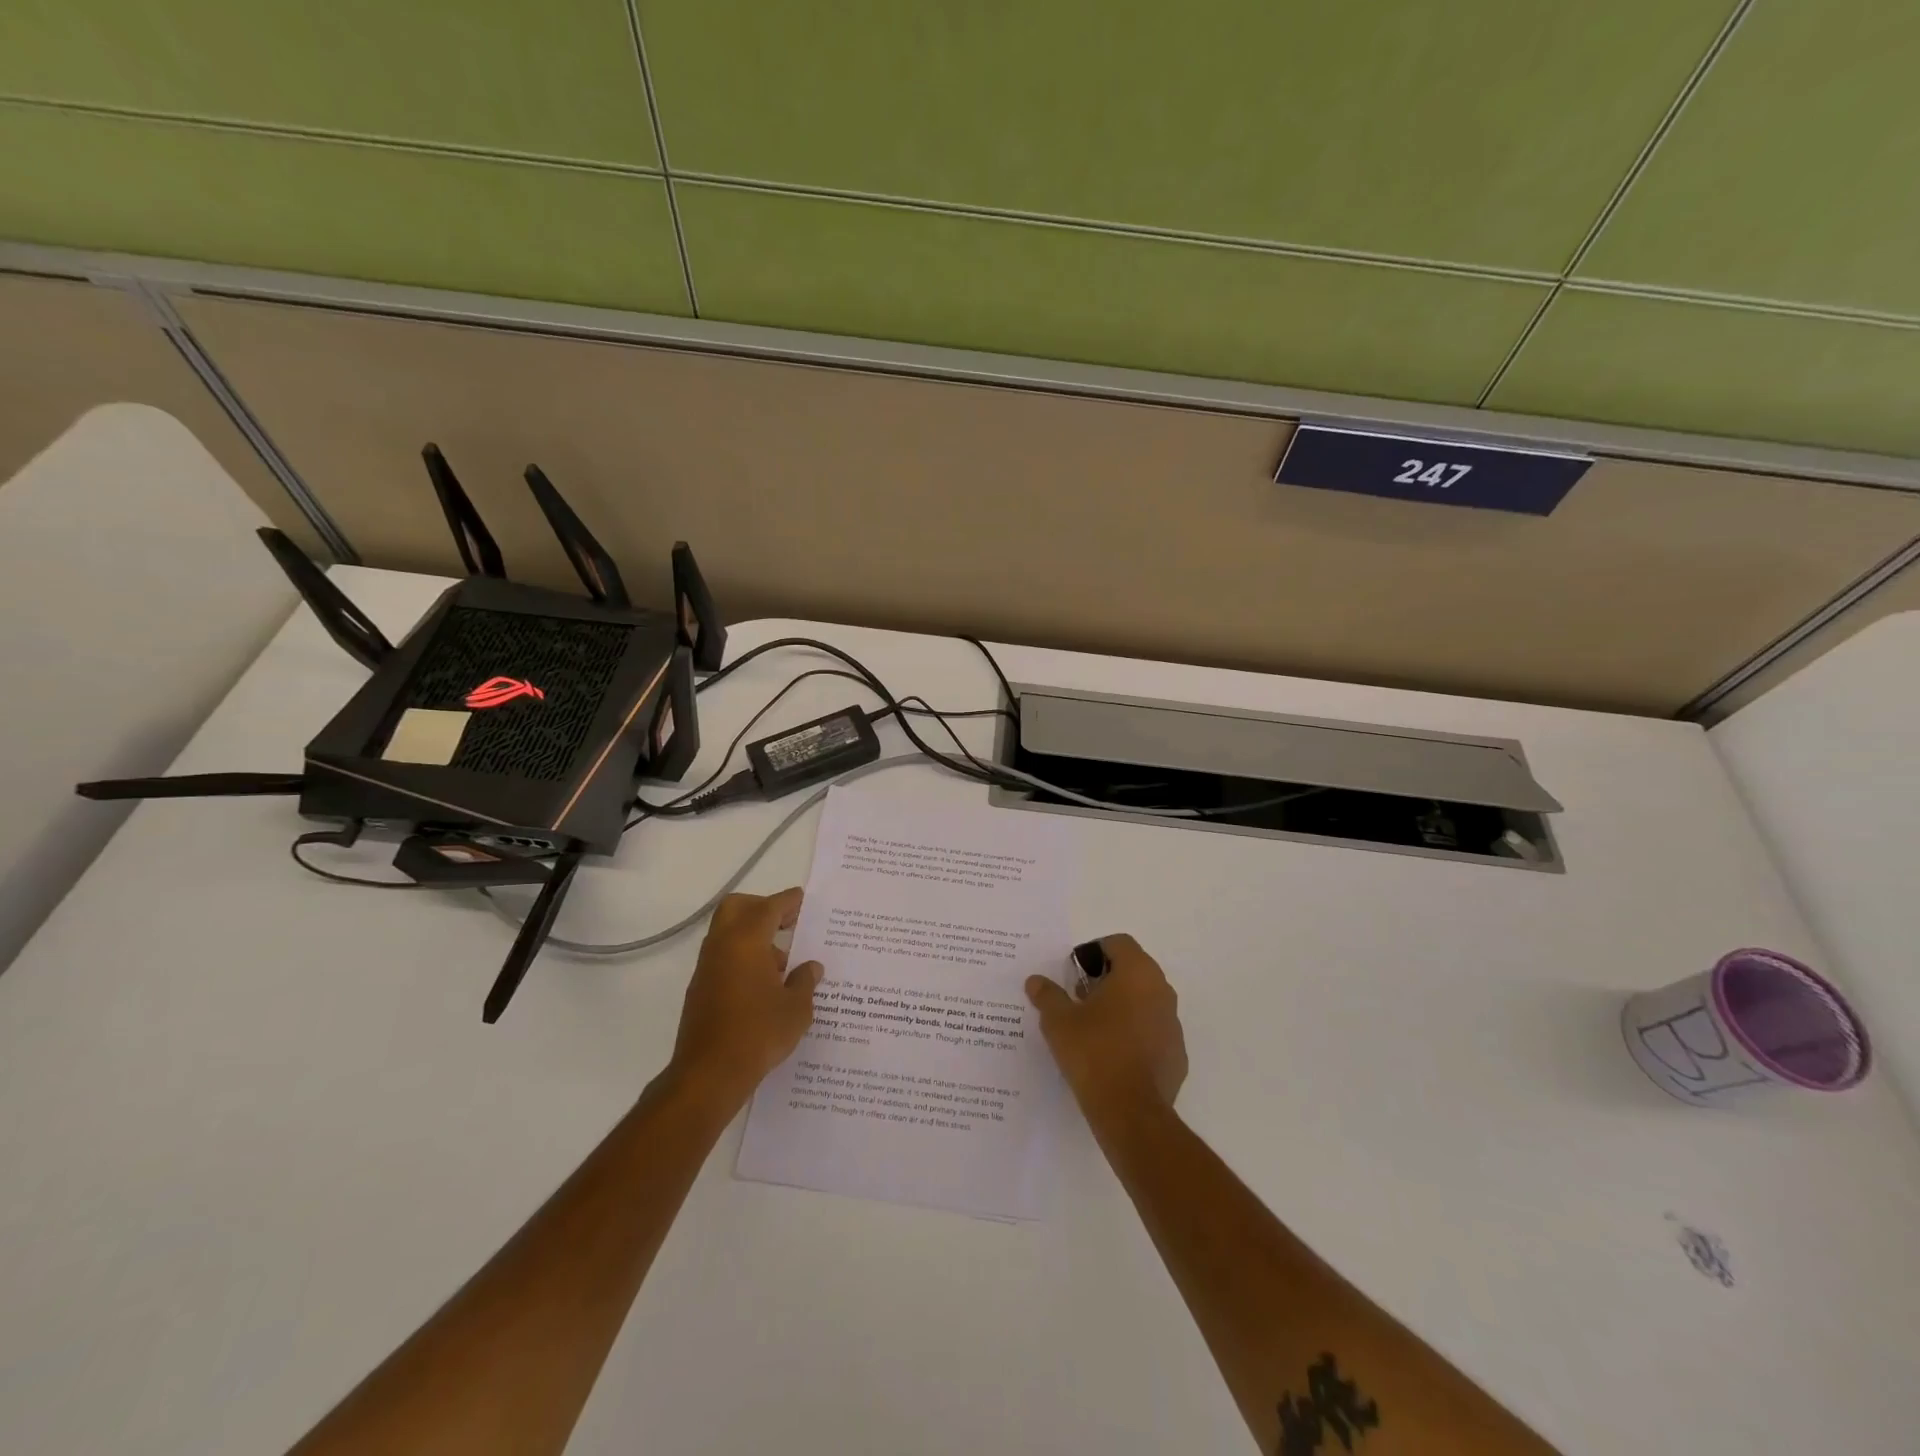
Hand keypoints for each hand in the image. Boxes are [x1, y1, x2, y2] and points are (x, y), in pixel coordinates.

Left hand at [669, 888, 822, 1110]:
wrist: (709, 1075)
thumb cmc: (758, 1033)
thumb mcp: (796, 1008)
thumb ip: (805, 981)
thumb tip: (810, 967)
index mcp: (746, 940)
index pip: (769, 907)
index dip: (788, 901)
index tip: (802, 899)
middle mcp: (721, 946)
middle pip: (738, 908)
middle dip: (762, 908)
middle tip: (788, 923)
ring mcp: (707, 968)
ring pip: (728, 934)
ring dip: (754, 937)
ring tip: (784, 964)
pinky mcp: (700, 990)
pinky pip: (724, 958)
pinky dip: (743, 958)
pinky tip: (765, 986)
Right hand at [1025, 933, 1186, 1123]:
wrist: (1130, 1112)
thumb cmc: (1093, 1052)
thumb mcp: (1058, 1021)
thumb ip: (1047, 996)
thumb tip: (1035, 981)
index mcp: (1137, 973)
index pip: (1118, 943)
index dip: (1093, 952)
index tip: (1074, 973)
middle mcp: (1162, 991)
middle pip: (1133, 970)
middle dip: (1106, 979)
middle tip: (1078, 999)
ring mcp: (1173, 1024)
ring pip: (1145, 1001)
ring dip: (1122, 1006)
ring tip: (1093, 1029)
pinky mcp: (1177, 1055)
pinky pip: (1153, 1032)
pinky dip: (1135, 1034)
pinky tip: (1112, 1055)